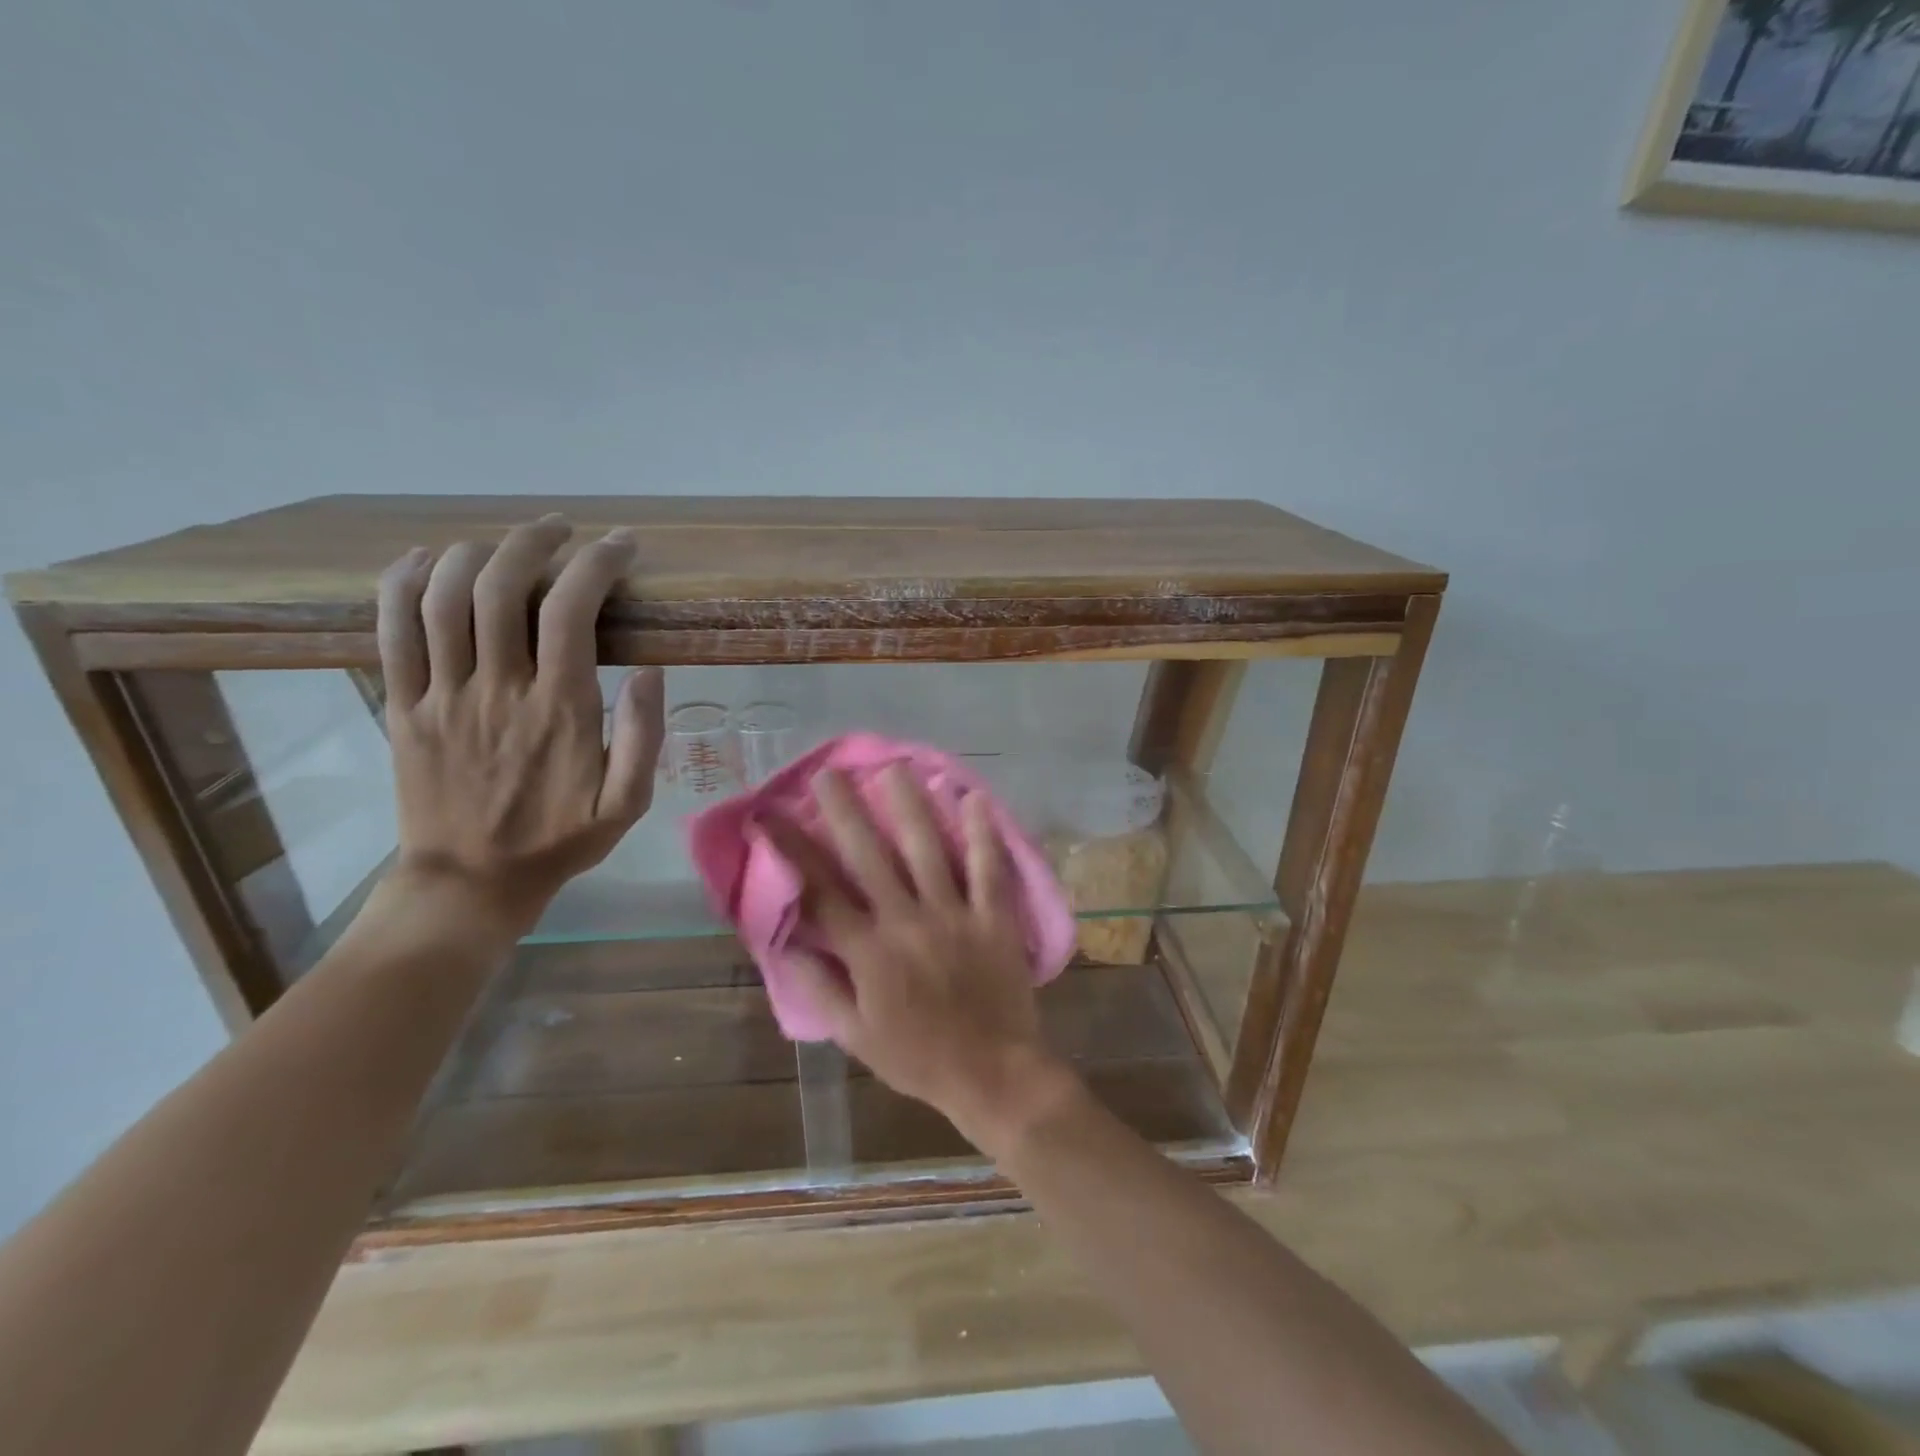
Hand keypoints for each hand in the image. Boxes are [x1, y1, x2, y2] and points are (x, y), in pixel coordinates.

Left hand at [375, 516, 664, 936]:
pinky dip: (403, 583)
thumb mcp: (628, 804)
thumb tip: (653, 671)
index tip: (621, 546)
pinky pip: (391, 631)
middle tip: (563, 530)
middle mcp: (498, 690)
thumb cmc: (559, 841)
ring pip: (446, 598)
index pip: (571, 612)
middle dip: (535, 542)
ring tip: (508, 540)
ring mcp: (442, 695)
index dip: (596, 565)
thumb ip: (645, 737)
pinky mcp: (402, 706)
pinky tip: (427, 559)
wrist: (470, 883)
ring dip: (478, 553)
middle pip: (503, 588)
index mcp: (559, 710)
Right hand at [780, 765, 1078, 1154]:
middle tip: (830, 772)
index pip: (818, 890)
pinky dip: (982, 832)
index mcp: (867, 952)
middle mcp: (905, 922)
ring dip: (909, 806)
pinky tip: (974, 797)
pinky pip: (988, 868)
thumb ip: (819, 987)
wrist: (991, 1073)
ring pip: (926, 850)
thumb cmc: (917, 1057)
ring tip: (895, 768)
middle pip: (869, 856)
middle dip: (845, 811)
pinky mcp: (993, 917)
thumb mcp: (854, 1036)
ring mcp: (953, 915)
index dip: (791, 849)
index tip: (770, 815)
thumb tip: (785, 943)